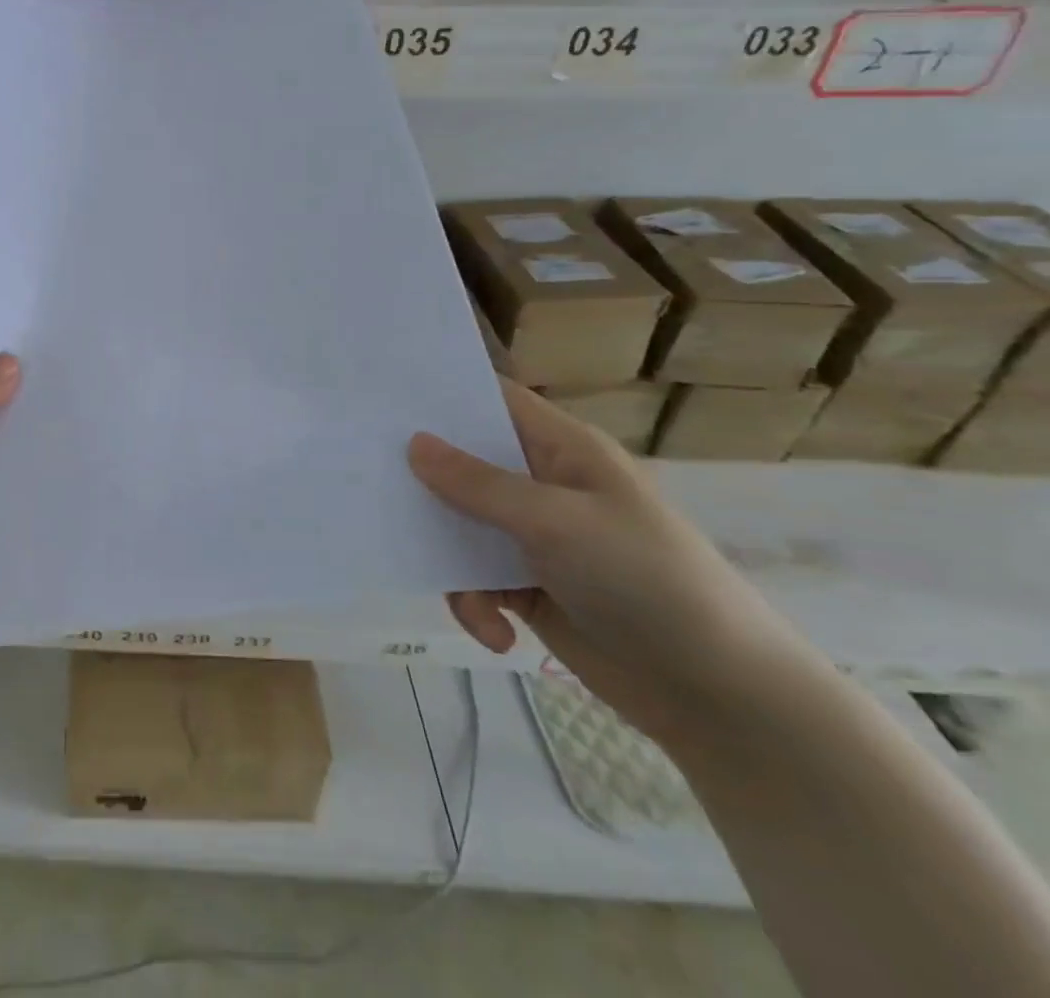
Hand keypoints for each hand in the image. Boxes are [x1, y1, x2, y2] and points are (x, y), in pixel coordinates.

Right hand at [410, 381, 812, 749]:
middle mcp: (542, 485)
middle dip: (424, 480)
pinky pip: (473, 577)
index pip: (492, 401)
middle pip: (463, 464)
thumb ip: (478, 484)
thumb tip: (412, 443)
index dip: (441, 395)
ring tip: (462, 595)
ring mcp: (533, 537)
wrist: (719, 696)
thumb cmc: (645, 580)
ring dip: (449, 559)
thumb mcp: (556, 522)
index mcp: (561, 450)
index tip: (380, 399)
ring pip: (459, 525)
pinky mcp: (528, 586)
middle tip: (372, 488)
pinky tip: (496, 633)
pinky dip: (475, 604)